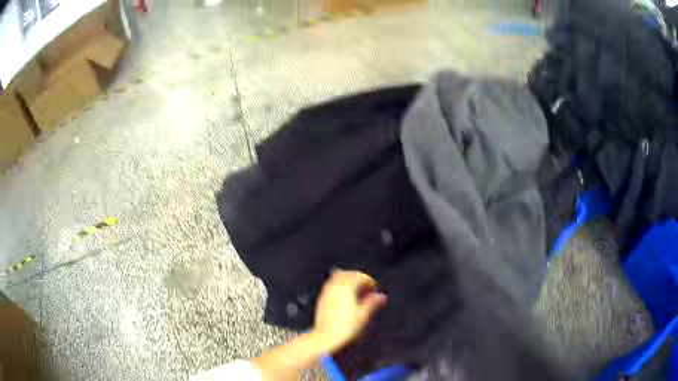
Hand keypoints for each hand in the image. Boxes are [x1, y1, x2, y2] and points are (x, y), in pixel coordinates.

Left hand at [312, 270, 386, 352]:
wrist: (326, 338)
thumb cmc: (347, 327)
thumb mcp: (363, 315)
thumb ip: (373, 303)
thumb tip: (381, 296)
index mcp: (347, 288)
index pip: (360, 277)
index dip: (369, 282)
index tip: (374, 291)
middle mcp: (335, 286)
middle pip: (348, 274)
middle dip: (358, 278)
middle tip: (366, 288)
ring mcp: (326, 292)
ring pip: (338, 278)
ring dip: (348, 280)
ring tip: (356, 292)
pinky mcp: (321, 299)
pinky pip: (331, 285)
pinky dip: (339, 286)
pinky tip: (344, 297)